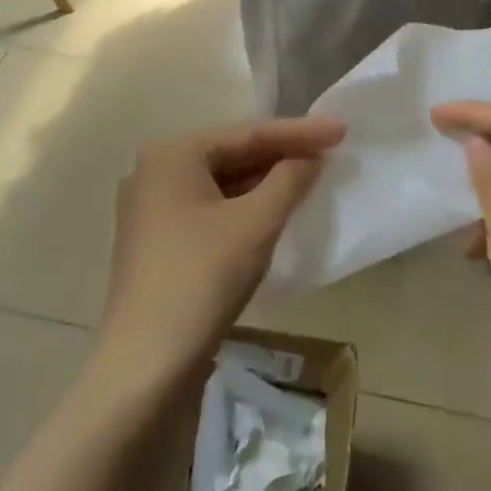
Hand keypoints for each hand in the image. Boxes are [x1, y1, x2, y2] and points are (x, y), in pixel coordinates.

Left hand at [98, 117, 345, 389]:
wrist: (148, 362)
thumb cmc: (203, 277)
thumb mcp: (256, 223)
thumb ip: (290, 180)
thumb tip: (311, 157)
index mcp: (171, 155)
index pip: (247, 134)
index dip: (300, 131)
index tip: (342, 129)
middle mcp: (155, 172)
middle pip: (232, 155)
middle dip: (282, 156)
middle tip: (331, 152)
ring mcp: (152, 209)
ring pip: (222, 184)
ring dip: (266, 183)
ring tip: (311, 178)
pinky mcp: (158, 241)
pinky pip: (211, 209)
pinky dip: (245, 207)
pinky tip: (275, 211)